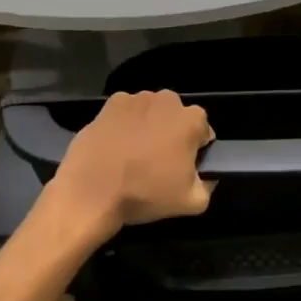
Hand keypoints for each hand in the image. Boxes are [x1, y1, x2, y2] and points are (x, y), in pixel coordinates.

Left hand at [47, 90, 214, 238]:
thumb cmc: (145, 193)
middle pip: (176, 117)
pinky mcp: (110, 104)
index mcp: (191, 120)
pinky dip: (124, 124)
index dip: (196, 149)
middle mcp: (167, 100)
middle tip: (159, 162)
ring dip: (148, 126)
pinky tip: (116, 146)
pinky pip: (125, 113)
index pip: (203, 130)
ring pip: (151, 112)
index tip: (183, 167)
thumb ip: (208, 185)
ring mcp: (136, 99)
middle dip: (172, 133)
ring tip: (134, 155)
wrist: (92, 192)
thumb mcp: (191, 202)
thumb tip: (206, 177)